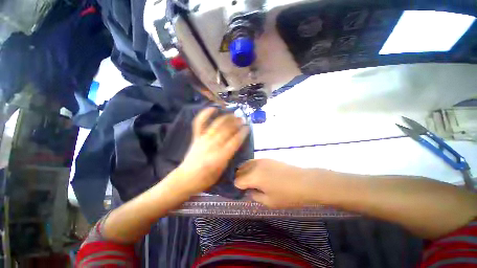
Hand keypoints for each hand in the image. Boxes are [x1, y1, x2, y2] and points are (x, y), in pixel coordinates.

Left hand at [176, 107, 249, 194]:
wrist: (185, 179)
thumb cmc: (205, 179)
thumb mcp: (221, 171)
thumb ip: (229, 156)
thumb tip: (235, 144)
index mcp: (219, 157)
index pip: (234, 142)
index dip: (242, 133)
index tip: (248, 128)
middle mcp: (211, 146)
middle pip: (226, 131)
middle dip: (236, 123)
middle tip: (242, 119)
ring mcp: (203, 140)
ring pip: (216, 125)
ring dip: (226, 118)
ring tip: (233, 114)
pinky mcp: (196, 137)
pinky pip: (199, 123)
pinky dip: (205, 114)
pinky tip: (213, 108)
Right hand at [235, 159, 333, 207]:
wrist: (305, 182)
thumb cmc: (287, 195)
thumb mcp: (269, 202)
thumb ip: (254, 196)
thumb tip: (248, 190)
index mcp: (253, 177)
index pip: (237, 180)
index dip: (237, 187)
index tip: (241, 192)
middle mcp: (255, 165)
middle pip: (239, 170)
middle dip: (239, 178)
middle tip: (244, 187)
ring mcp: (261, 160)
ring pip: (246, 164)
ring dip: (244, 172)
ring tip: (250, 180)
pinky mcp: (267, 158)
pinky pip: (254, 162)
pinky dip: (251, 167)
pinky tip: (258, 174)